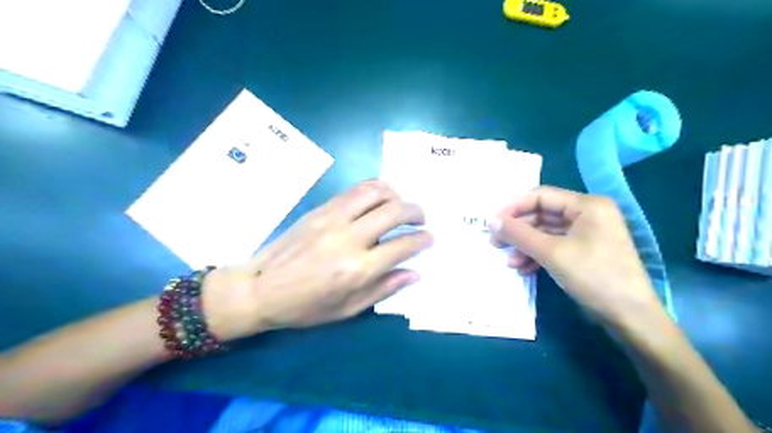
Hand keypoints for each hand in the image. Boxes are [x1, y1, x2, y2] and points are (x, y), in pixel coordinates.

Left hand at [200, 179, 433, 341]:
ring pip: (375, 191)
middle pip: (394, 211)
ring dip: (396, 194)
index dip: (422, 239)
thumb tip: (414, 273)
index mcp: (357, 269)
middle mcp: (348, 238)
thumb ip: (384, 289)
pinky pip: (354, 190)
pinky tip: (380, 197)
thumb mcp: (348, 309)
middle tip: (421, 218)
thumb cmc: (306, 306)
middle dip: (416, 211)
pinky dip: (374, 189)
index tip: (429, 238)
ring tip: (401, 204)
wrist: (260, 288)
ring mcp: (333, 218)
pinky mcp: (321, 209)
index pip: (402, 245)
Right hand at [487, 184, 663, 327]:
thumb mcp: (551, 253)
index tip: (492, 222)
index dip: (513, 207)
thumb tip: (490, 221)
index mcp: (586, 205)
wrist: (630, 317)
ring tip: (508, 261)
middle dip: (518, 230)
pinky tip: (523, 269)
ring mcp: (586, 234)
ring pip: (545, 233)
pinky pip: (554, 247)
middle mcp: (587, 214)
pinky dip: (537, 256)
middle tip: (495, 242)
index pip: (541, 196)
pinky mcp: (584, 252)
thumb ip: (519, 234)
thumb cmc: (594, 276)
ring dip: (525, 246)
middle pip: (542, 215)